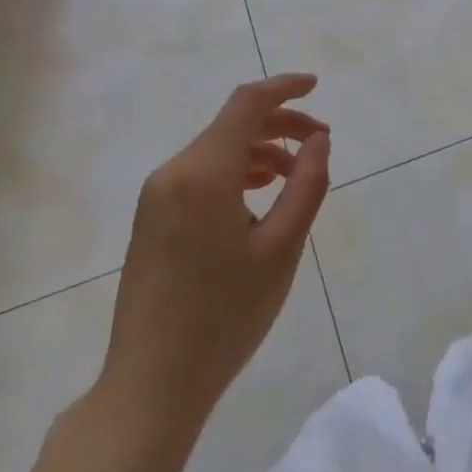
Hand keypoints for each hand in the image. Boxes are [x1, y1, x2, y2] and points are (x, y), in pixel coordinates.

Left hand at [92, 75, 330, 441]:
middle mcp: (173, 172)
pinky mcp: (151, 218)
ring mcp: (156, 195)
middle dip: (279, 124)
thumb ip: (305, 184)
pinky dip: (235, 171)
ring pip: (217, 150)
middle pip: (232, 125)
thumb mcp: (281, 249)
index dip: (284, 88)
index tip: (316, 86)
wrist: (151, 384)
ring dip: (259, 150)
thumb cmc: (225, 317)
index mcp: (204, 173)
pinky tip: (259, 196)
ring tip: (296, 174)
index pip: (247, 104)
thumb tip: (317, 140)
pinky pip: (200, 174)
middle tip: (320, 142)